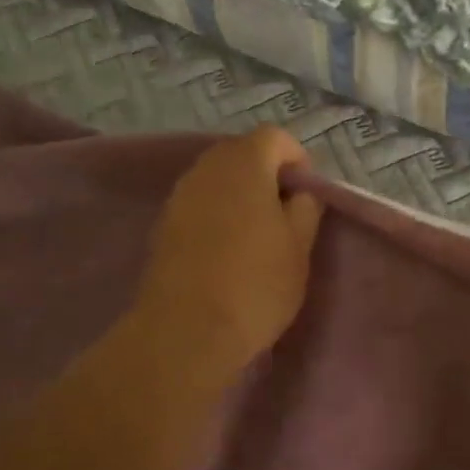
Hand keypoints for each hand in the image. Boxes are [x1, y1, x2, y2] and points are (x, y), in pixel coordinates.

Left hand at [131, 126, 324, 375]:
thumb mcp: (300, 247)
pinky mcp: (163, 225)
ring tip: (257, 236)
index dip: (297, 159)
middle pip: (242, 153)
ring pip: (217, 179)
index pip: (275, 136)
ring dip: (240, 195)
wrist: (185, 332)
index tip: (307, 196)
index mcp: (243, 164)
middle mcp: (206, 169)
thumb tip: (300, 192)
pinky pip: (198, 204)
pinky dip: (217, 214)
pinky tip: (227, 251)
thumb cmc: (255, 284)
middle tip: (286, 215)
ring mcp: (178, 196)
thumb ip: (306, 208)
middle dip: (267, 174)